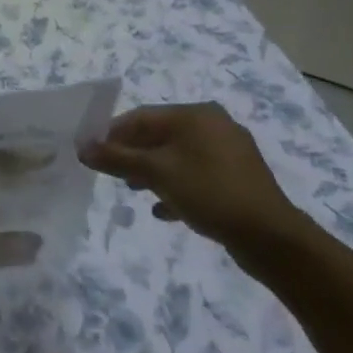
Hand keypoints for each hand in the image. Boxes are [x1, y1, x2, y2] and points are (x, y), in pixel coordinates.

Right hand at [79, 103, 307, 255]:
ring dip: (152, 172)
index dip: (112, 134)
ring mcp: (228, 152)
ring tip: (133, 191)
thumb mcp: (156, 173)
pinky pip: (196, 176)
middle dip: (132, 154)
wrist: (270, 237)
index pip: (141, 116)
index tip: (91, 154)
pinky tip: (163, 209)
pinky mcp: (237, 178)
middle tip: (111, 175)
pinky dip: (176, 187)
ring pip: (178, 156)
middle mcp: (213, 125)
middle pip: (159, 135)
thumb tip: (82, 148)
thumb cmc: (209, 192)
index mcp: (195, 115)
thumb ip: (117, 159)